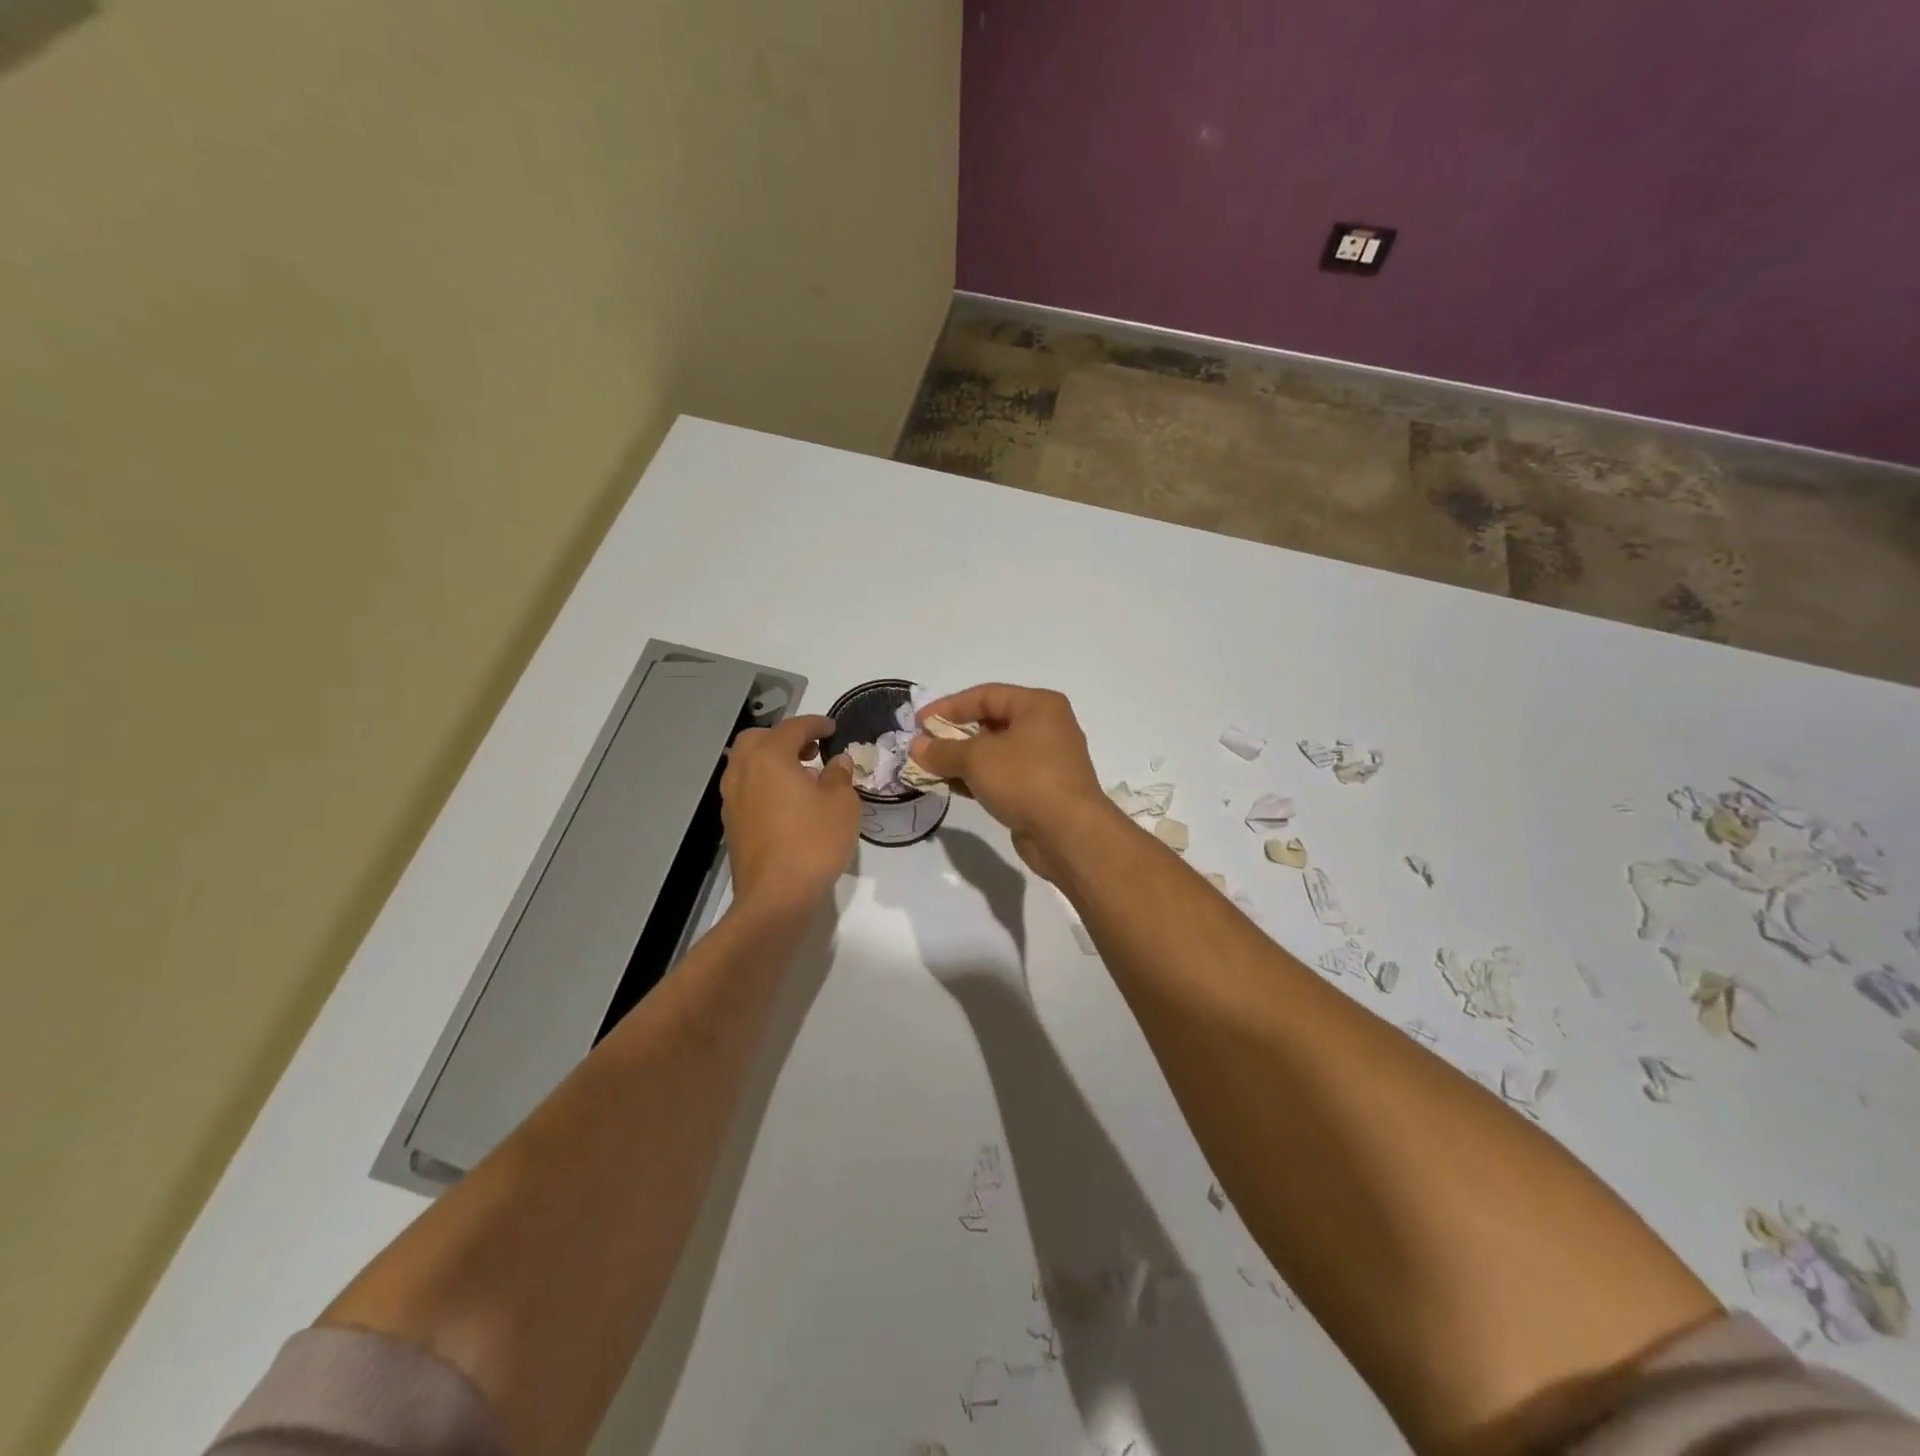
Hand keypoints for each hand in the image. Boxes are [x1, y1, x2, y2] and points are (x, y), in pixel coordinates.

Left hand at [720, 714, 858, 915]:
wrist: (775, 897)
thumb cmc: (813, 842)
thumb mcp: (842, 804)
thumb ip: (839, 776)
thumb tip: (837, 762)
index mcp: (769, 757)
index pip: (793, 728)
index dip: (816, 724)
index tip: (832, 728)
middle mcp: (743, 772)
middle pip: (758, 739)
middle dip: (784, 738)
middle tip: (811, 750)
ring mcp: (732, 799)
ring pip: (747, 765)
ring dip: (772, 761)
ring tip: (802, 777)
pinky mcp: (732, 824)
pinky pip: (747, 789)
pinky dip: (765, 784)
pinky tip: (788, 803)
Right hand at [909, 685, 1116, 880]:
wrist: (1069, 834)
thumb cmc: (1026, 780)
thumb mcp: (977, 759)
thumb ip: (943, 750)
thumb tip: (916, 746)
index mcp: (1039, 706)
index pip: (985, 695)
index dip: (949, 706)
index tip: (918, 723)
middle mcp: (1047, 727)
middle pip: (991, 722)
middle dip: (954, 734)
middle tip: (924, 746)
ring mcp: (1046, 760)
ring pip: (996, 752)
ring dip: (963, 759)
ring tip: (931, 768)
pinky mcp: (1042, 789)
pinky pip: (1004, 775)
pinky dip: (979, 778)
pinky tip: (952, 787)